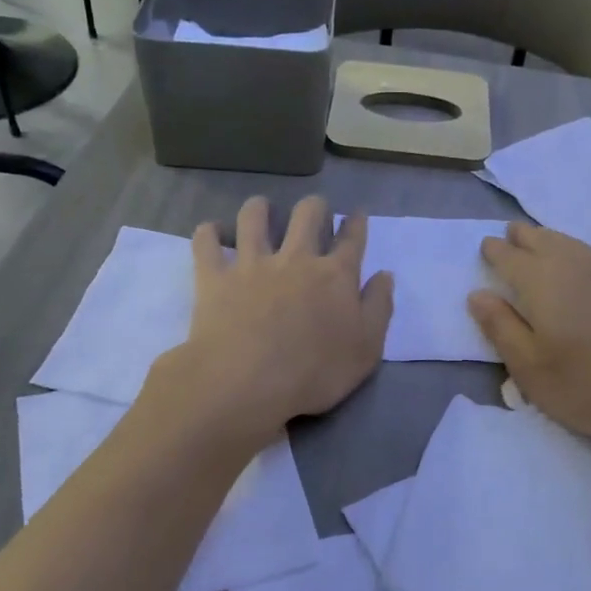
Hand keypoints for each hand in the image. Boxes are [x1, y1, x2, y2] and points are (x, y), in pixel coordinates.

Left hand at [150, 196, 392, 446]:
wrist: (248, 383)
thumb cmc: (315, 373)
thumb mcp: (366, 350)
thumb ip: (378, 308)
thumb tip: (384, 275)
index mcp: (336, 275)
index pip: (352, 238)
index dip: (356, 223)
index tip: (356, 216)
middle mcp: (296, 258)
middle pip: (308, 214)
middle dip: (315, 207)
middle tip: (315, 213)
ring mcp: (252, 263)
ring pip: (254, 216)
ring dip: (261, 208)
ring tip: (262, 212)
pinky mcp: (214, 275)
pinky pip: (206, 240)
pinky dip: (209, 232)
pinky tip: (213, 233)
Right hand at [467, 222, 590, 469]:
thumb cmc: (589, 386)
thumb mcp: (530, 368)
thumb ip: (501, 328)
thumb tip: (477, 294)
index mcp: (544, 283)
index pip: (512, 258)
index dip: (496, 252)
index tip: (485, 246)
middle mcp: (576, 268)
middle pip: (544, 242)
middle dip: (523, 237)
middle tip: (510, 233)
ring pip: (572, 245)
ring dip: (550, 239)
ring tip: (540, 240)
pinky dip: (576, 251)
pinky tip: (581, 264)